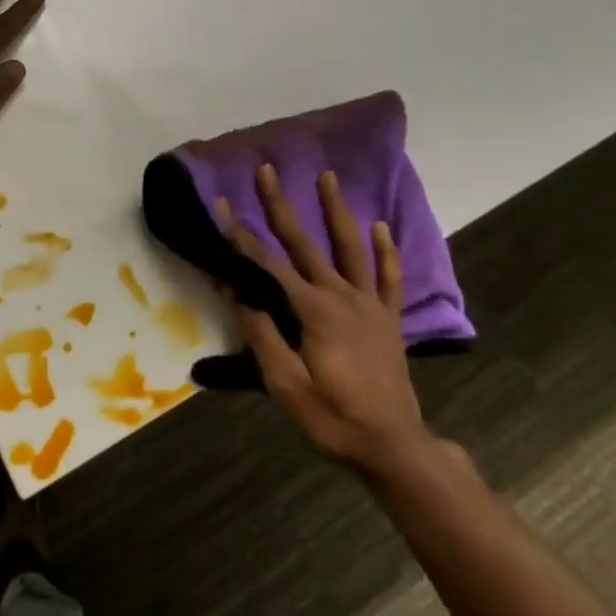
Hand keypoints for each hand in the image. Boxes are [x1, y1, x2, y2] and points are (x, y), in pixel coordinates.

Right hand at [219, 164, 433, 474]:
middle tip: (267, 170)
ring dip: (337, 209)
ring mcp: (369, 303)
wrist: (393, 446)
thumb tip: (232, 288)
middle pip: (305, 242)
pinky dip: (386, 250)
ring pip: (351, 246)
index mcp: (312, 310)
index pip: (266, 264)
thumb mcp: (285, 384)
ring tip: (328, 177)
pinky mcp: (389, 317)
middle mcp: (340, 295)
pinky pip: (389, 277)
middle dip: (281, 205)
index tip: (222, 205)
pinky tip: (382, 226)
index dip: (240, 236)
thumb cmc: (332, 417)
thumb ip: (261, 333)